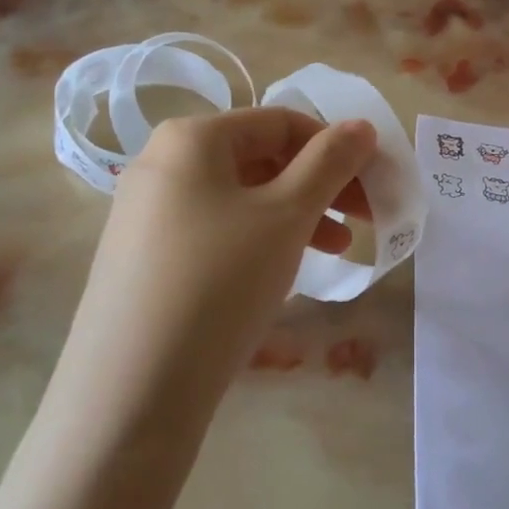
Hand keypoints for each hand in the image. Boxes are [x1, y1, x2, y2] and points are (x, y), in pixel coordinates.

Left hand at [71, 108, 375, 425]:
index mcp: (193, 137)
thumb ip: (330, 162)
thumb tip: (362, 125)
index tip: (375, 181)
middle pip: (262, 158)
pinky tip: (284, 270)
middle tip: (365, 219)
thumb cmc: (221, 280)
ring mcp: (148, 212)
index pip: (282, 122)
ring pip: (241, 197)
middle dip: (321, 185)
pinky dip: (259, 239)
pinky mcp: (144, 256)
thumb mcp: (287, 215)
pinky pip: (216, 229)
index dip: (336, 146)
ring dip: (297, 215)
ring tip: (338, 250)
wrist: (133, 386)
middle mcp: (163, 163)